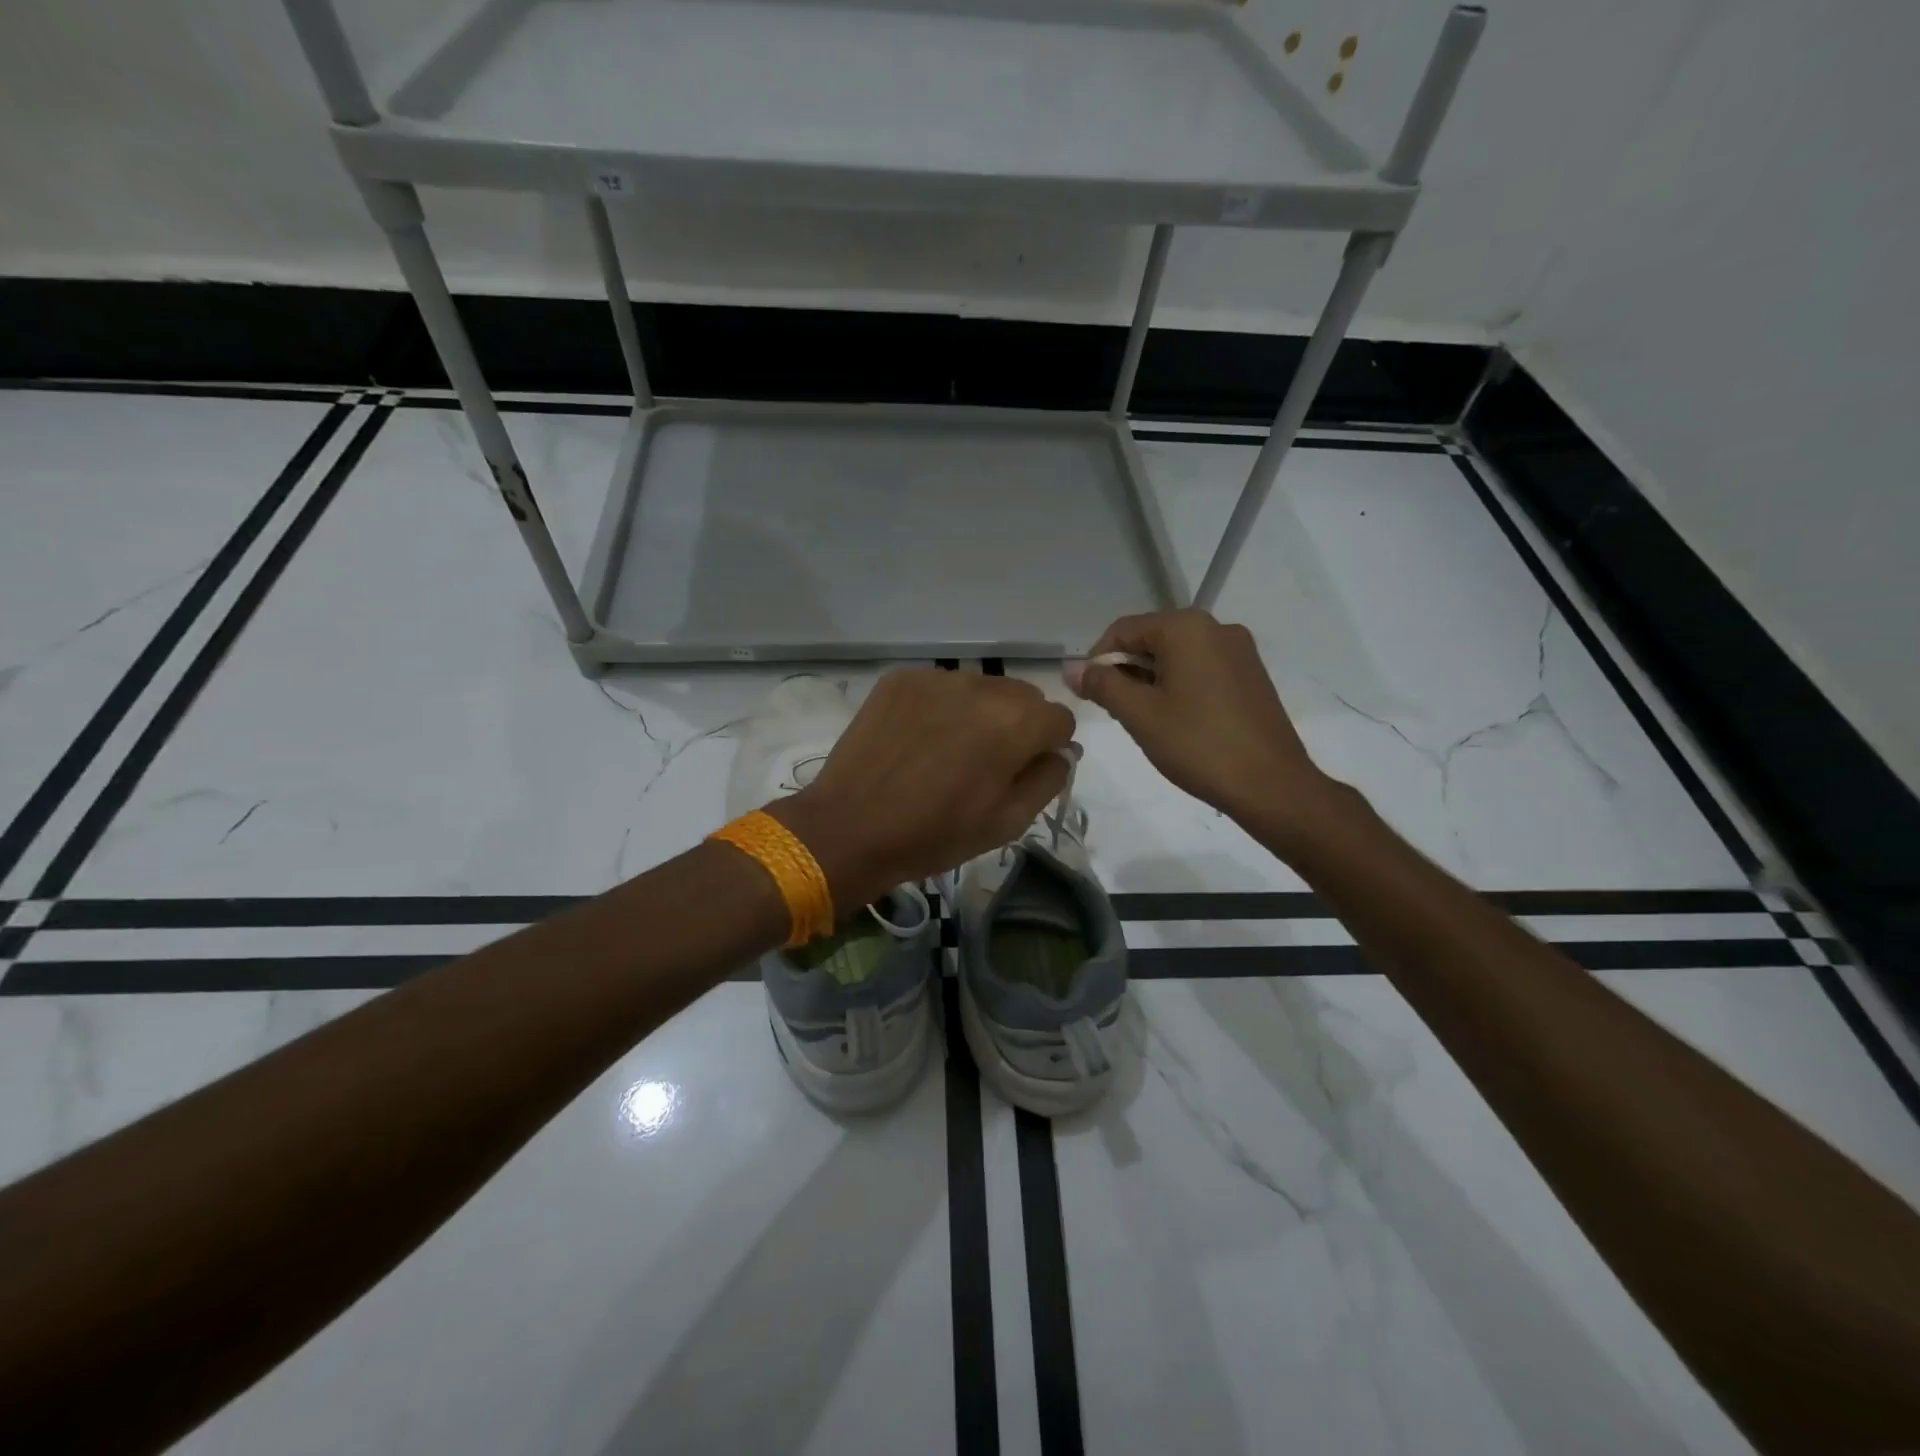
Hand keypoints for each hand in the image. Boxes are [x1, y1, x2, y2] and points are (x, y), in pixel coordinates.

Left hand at [769, 668, 1074, 910]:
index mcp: (1015, 723)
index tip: (1023, 771)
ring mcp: (936, 677)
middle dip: (1017, 725)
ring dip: (979, 713)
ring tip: (947, 750)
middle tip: (985, 763)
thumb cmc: (934, 834)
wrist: (849, 827)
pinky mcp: (901, 678)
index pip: (1060, 718)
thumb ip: (1048, 779)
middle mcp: (981, 687)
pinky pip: (941, 686)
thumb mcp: (1007, 822)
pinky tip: (918, 738)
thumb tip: (1061, 752)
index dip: (1048, 747)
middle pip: (1023, 696)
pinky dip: (941, 707)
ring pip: (982, 688)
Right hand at [1066, 609, 1344, 834]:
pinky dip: (1180, 686)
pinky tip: (1178, 721)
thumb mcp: (1139, 714)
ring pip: (1177, 656)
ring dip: (1152, 681)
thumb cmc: (1198, 745)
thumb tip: (1070, 668)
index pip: (1123, 630)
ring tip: (1146, 721)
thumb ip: (1102, 684)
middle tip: (1117, 713)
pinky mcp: (1252, 674)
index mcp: (1186, 627)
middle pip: (1152, 639)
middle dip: (1126, 671)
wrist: (1271, 785)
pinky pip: (1202, 668)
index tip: (1091, 696)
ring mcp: (1239, 650)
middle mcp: (1216, 627)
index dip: (1098, 660)